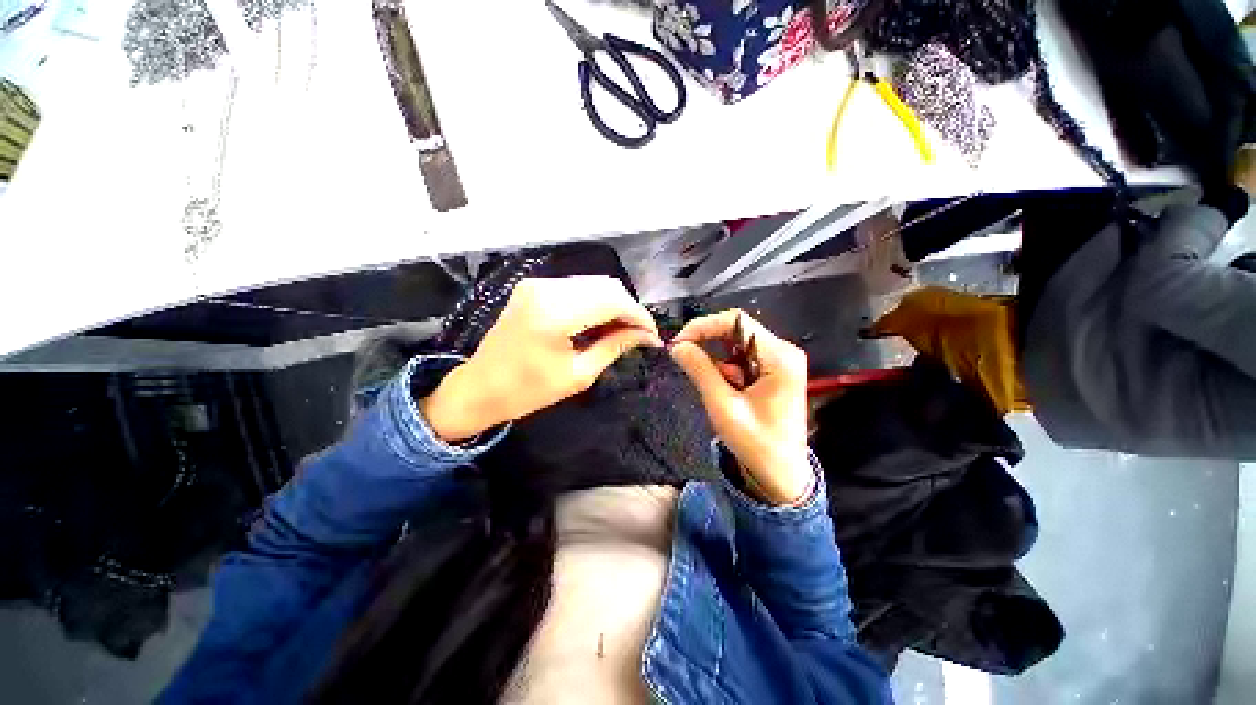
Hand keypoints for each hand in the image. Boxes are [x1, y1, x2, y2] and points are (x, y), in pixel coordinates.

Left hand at [421, 277, 661, 440]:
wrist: (479, 387)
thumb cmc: (527, 391)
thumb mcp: (578, 375)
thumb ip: (614, 347)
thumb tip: (646, 336)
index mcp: (555, 314)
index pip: (612, 301)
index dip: (638, 316)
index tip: (653, 335)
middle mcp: (546, 289)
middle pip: (606, 286)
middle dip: (629, 309)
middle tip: (639, 334)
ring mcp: (538, 284)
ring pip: (593, 284)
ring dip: (613, 304)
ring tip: (622, 330)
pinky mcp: (534, 287)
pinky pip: (576, 288)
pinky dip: (594, 302)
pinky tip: (600, 322)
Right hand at [669, 310, 812, 505]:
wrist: (782, 476)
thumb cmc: (756, 444)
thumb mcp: (723, 405)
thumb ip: (700, 370)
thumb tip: (677, 346)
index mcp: (779, 357)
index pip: (736, 322)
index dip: (703, 326)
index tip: (679, 343)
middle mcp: (783, 352)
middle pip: (737, 330)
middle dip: (707, 343)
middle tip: (683, 358)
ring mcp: (779, 362)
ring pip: (736, 345)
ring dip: (717, 361)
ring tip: (715, 389)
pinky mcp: (772, 373)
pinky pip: (741, 359)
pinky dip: (725, 370)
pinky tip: (726, 392)